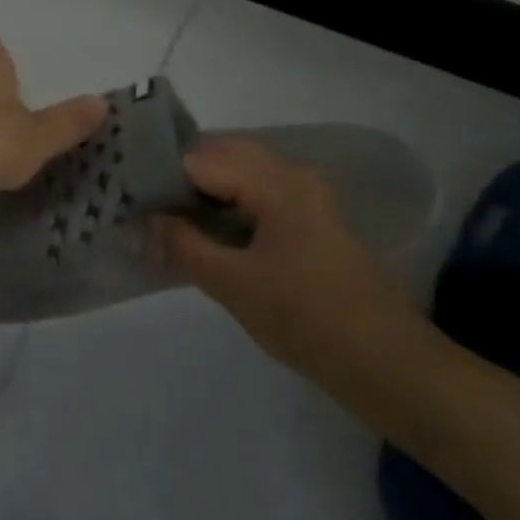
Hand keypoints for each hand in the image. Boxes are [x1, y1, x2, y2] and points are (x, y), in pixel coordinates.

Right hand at [154, 138, 427, 382]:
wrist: (389, 364)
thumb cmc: (307, 320)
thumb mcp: (235, 286)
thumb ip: (186, 246)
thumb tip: (148, 219)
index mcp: (273, 180)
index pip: (200, 158)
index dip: (162, 174)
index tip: (130, 195)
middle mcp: (290, 172)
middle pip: (221, 155)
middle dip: (181, 176)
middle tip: (144, 204)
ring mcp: (305, 193)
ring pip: (240, 172)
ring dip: (204, 189)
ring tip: (169, 217)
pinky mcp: (311, 217)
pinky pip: (258, 192)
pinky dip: (229, 202)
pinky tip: (208, 231)